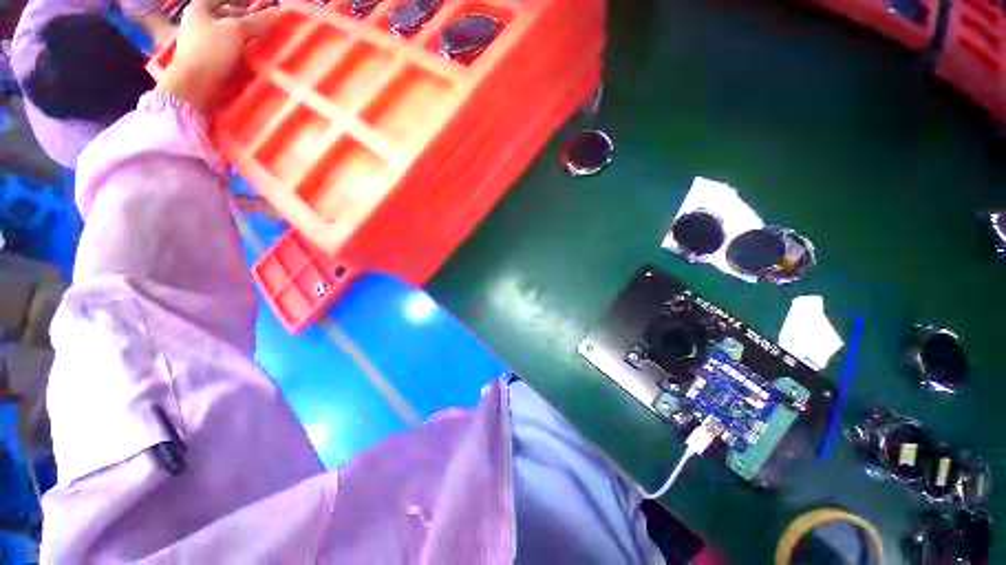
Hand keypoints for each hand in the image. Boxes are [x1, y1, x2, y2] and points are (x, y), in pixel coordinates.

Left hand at [156, 0, 277, 112]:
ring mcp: (201, 41)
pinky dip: (240, 47)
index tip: (263, 4)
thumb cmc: (210, 51)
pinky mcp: (207, 58)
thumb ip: (257, 21)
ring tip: (262, 38)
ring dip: (244, 34)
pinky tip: (252, 53)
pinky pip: (227, 47)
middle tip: (265, 21)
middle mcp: (198, 21)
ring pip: (226, 31)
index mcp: (199, 7)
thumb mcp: (236, 31)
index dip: (244, 0)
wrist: (193, 86)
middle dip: (244, 16)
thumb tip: (279, 11)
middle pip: (224, 13)